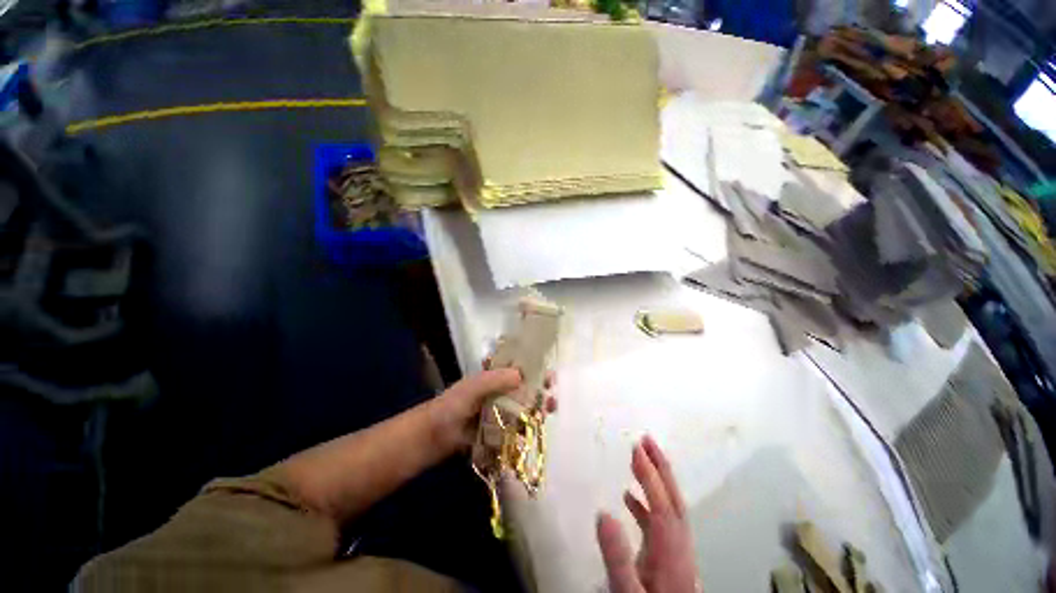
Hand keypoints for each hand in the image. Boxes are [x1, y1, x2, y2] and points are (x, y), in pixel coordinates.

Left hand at [432, 366, 556, 453]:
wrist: (436, 435)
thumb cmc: (453, 404)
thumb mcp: (473, 386)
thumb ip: (495, 379)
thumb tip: (521, 375)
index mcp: (494, 377)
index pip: (519, 369)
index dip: (535, 370)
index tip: (549, 375)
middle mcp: (500, 391)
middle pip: (526, 388)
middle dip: (541, 390)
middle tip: (552, 395)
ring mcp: (501, 411)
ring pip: (525, 406)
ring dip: (539, 407)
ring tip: (549, 410)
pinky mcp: (500, 429)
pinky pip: (519, 424)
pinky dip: (530, 424)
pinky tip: (538, 425)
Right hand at [597, 436, 699, 592]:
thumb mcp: (628, 592)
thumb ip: (617, 557)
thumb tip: (603, 513)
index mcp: (671, 552)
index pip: (662, 504)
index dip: (650, 474)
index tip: (636, 447)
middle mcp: (678, 546)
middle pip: (674, 499)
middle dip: (661, 466)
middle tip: (646, 439)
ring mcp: (674, 551)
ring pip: (669, 507)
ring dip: (655, 479)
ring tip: (638, 457)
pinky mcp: (667, 556)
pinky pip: (659, 521)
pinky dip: (646, 503)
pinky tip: (628, 496)